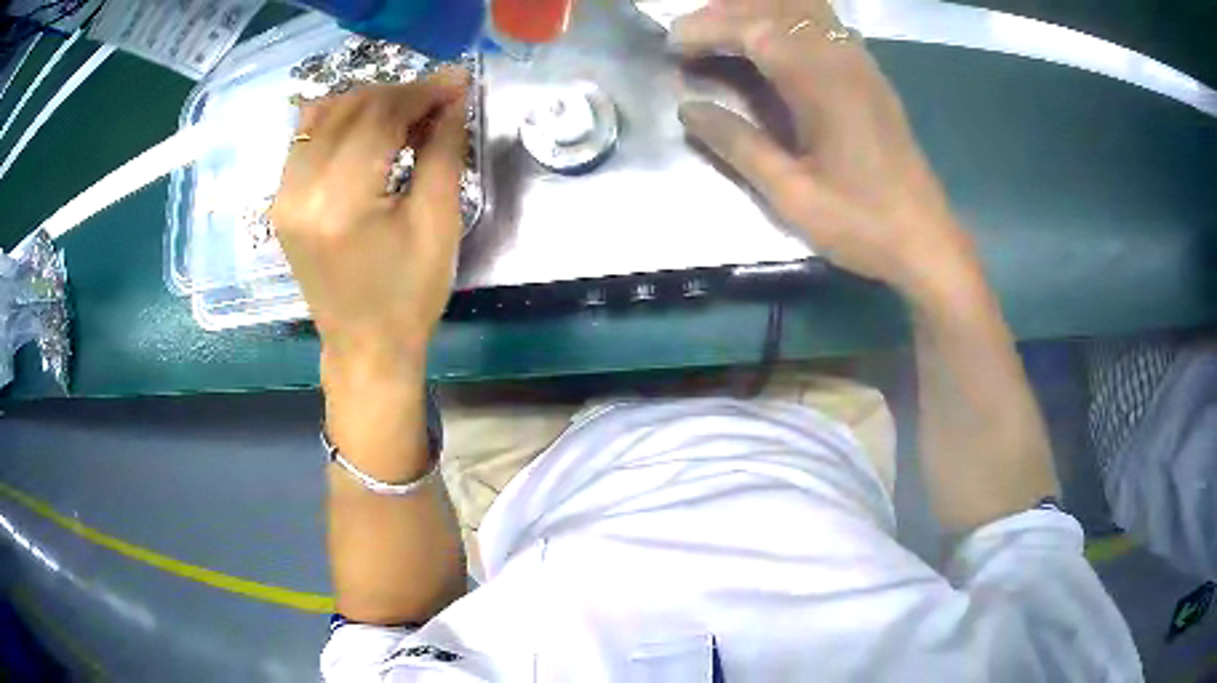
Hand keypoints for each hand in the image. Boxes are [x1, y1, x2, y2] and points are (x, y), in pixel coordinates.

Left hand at [271, 69, 469, 364]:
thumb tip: (453, 97)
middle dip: (398, 93)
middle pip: (349, 108)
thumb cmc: (409, 295)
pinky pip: (306, 137)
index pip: (379, 117)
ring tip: (405, 115)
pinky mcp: (281, 200)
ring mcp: (283, 195)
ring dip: (369, 102)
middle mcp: (299, 191)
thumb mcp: (439, 222)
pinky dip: (340, 120)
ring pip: (323, 114)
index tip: (457, 81)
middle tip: (437, 100)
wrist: (364, 346)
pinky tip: (369, 130)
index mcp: (341, 203)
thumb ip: (443, 149)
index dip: (422, 91)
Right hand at [671, 0, 980, 299]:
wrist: (926, 240)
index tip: (670, 45)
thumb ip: (738, 145)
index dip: (706, 29)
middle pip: (776, 7)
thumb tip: (688, 109)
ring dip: (756, 10)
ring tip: (721, 30)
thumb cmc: (861, 223)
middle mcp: (842, 57)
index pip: (753, 29)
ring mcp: (860, 61)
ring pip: (802, 7)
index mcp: (821, 82)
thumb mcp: (791, 194)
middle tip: (687, 36)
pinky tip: (769, 42)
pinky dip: (785, 19)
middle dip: (725, 12)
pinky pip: (823, 23)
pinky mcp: (869, 73)